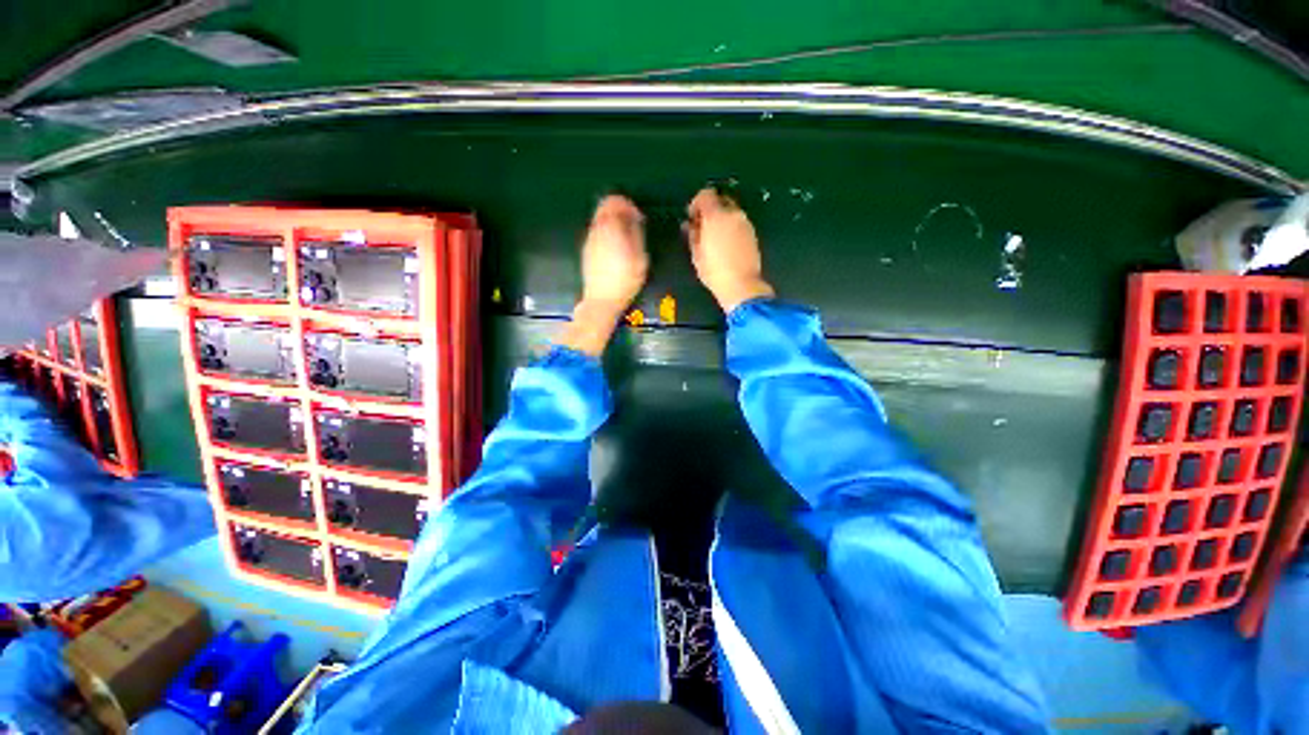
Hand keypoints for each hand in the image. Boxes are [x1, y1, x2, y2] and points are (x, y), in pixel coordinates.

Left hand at [558, 195, 647, 355]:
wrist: (601, 301)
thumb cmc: (625, 280)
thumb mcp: (640, 257)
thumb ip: (636, 233)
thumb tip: (634, 217)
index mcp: (610, 227)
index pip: (614, 201)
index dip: (627, 205)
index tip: (638, 216)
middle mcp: (596, 230)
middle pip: (604, 208)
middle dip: (619, 211)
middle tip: (633, 224)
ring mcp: (589, 241)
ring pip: (599, 220)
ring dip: (612, 223)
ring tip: (626, 238)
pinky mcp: (586, 252)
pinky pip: (597, 233)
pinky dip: (606, 233)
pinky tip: (616, 250)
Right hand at [686, 188, 773, 312]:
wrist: (742, 286)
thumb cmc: (714, 271)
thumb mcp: (697, 254)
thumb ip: (692, 234)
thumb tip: (689, 224)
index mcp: (716, 216)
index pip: (705, 195)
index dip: (696, 203)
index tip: (691, 217)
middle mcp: (734, 214)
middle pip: (721, 200)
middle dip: (710, 210)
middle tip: (702, 227)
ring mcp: (746, 223)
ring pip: (731, 212)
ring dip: (721, 219)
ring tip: (713, 238)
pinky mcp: (753, 234)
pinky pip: (739, 223)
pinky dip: (730, 227)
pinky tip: (725, 244)